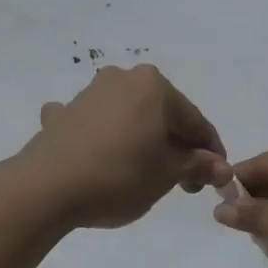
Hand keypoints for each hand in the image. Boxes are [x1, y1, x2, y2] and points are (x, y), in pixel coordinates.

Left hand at [15, 65, 230, 228]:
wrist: (45, 188)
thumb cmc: (119, 176)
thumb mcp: (167, 175)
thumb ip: (198, 165)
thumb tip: (222, 168)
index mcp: (154, 86)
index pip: (195, 121)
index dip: (210, 152)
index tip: (216, 179)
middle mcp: (123, 79)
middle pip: (162, 115)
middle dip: (176, 146)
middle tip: (182, 182)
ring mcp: (89, 94)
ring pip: (128, 117)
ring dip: (141, 140)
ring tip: (143, 173)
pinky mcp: (63, 114)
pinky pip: (92, 123)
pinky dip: (100, 136)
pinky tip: (95, 151)